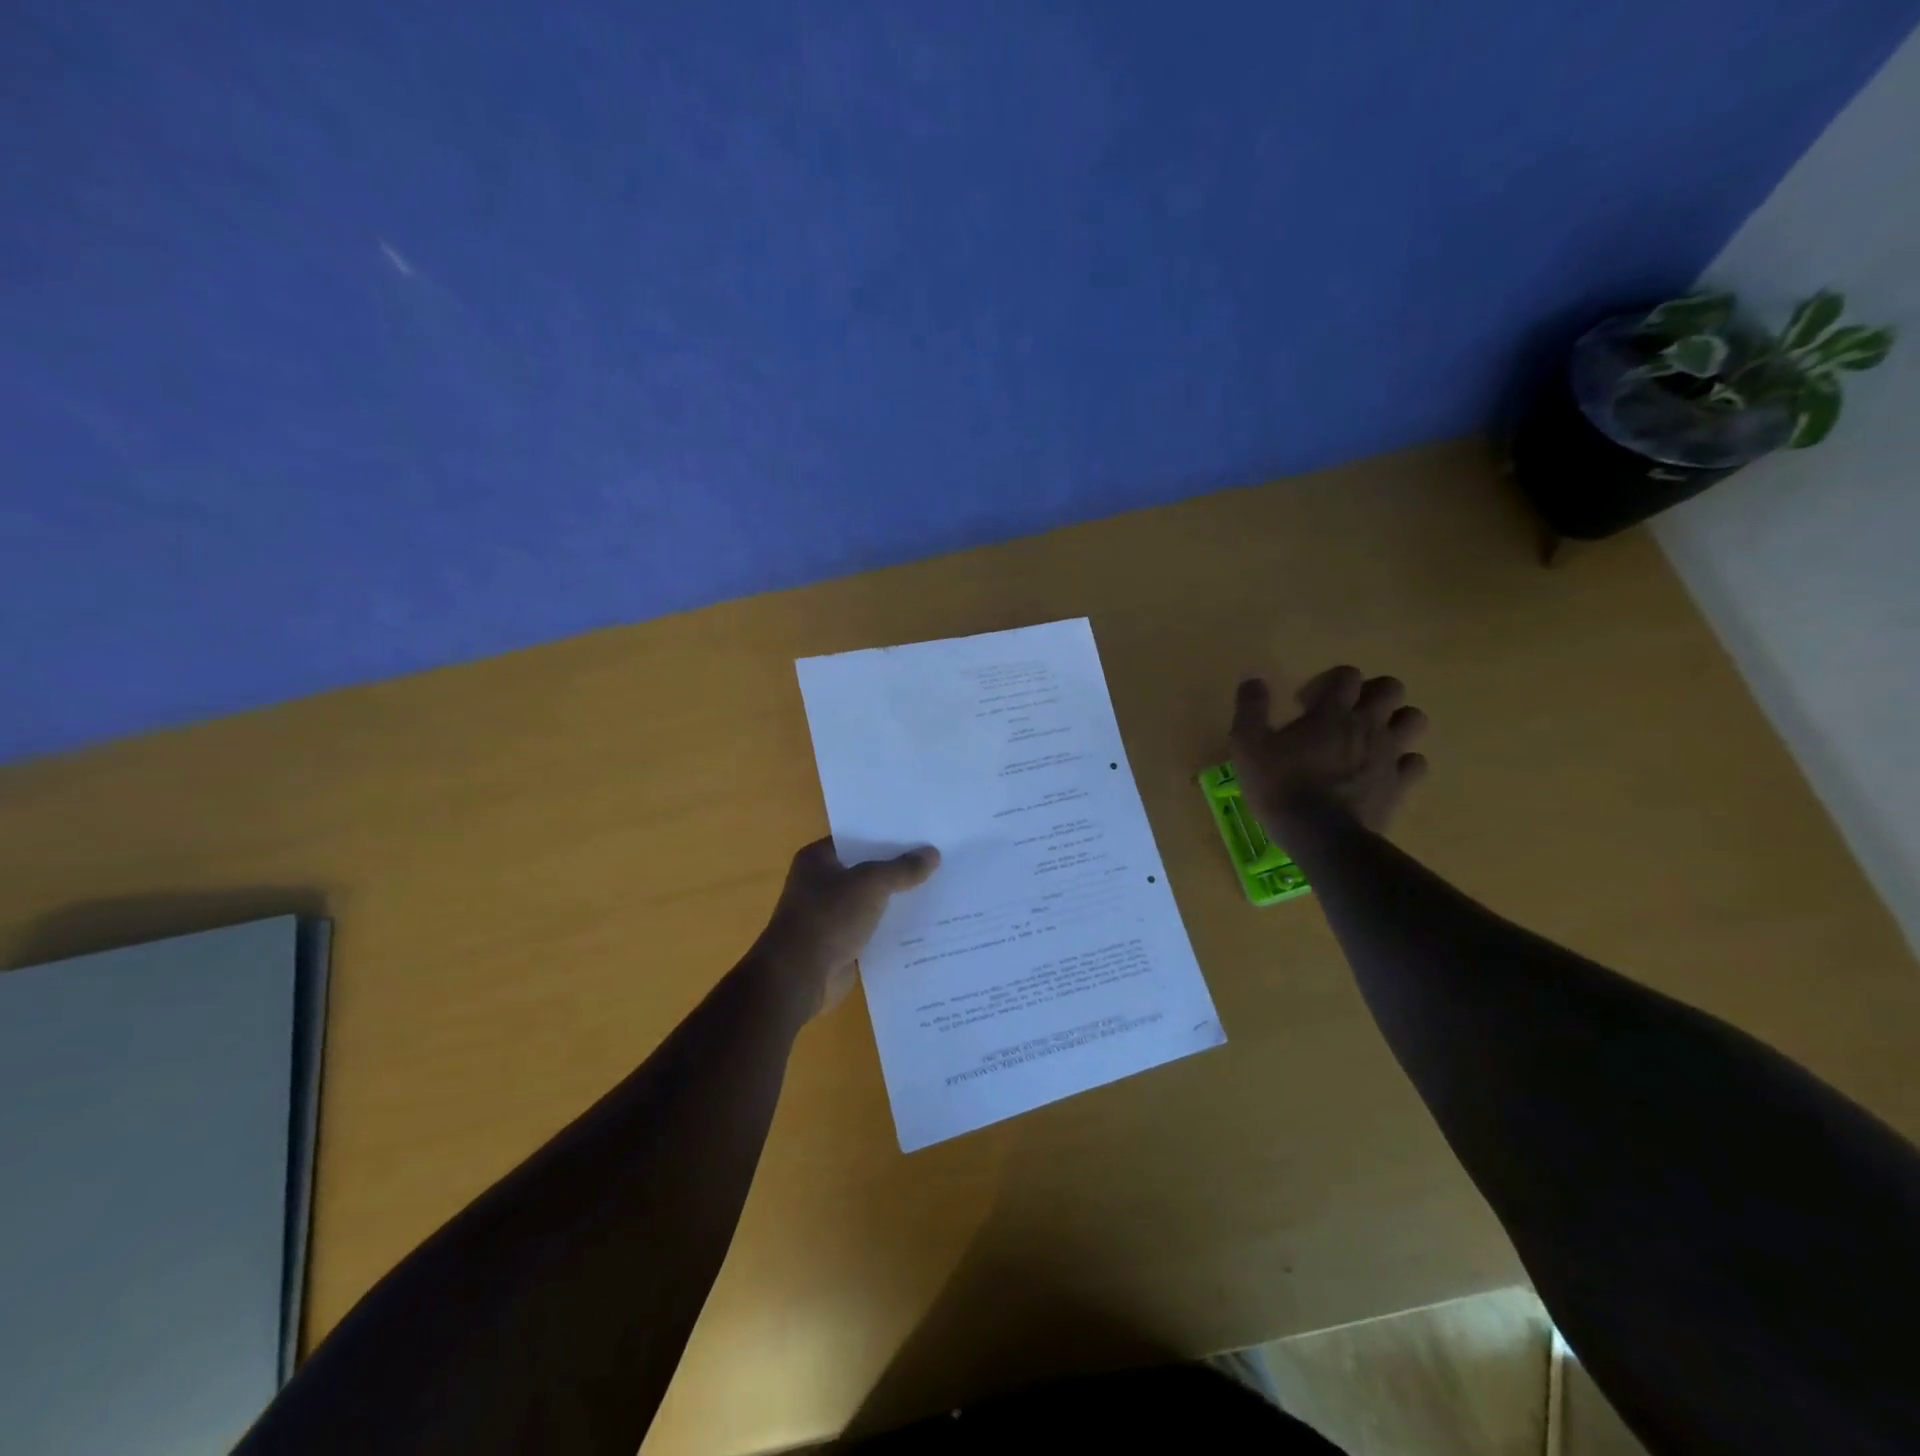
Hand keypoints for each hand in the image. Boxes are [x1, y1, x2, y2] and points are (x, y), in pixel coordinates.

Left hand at [752, 838, 940, 1018]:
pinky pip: (875, 929)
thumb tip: (933, 853)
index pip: (858, 838)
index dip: (888, 835)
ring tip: (941, 889)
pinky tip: (927, 924)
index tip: (922, 832)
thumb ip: (902, 869)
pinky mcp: (843, 944)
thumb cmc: (828, 918)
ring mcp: (831, 916)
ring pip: (874, 901)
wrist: (799, 977)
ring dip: (899, 899)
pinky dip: (895, 928)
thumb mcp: (870, 884)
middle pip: (868, 869)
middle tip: (939, 859)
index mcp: (818, 859)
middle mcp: (822, 883)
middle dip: (899, 868)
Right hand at [1229, 666, 1429, 843]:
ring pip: (1414, 719)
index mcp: (1331, 712)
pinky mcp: (1399, 784)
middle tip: (1343, 714)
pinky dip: (1403, 761)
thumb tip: (1253, 677)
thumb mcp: (1248, 745)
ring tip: (1368, 737)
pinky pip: (1416, 762)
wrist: (1319, 836)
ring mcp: (1388, 755)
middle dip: (1369, 693)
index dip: (1327, 682)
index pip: (1346, 675)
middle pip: (1390, 688)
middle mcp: (1367, 725)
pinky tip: (1381, 770)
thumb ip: (1250, 707)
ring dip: (1394, 721)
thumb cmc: (1279, 786)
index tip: (1304, 705)